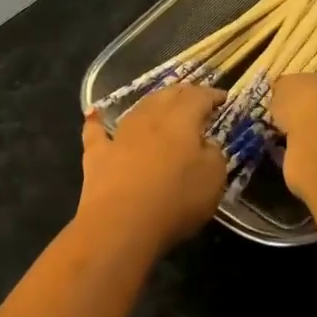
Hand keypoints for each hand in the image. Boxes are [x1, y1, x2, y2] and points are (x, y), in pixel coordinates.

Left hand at [78, 84, 227, 249]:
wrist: (121, 224)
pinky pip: (95, 131)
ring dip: (151, 102)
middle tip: (195, 97)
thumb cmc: (176, 199)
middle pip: (167, 96)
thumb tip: (205, 145)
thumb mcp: (214, 178)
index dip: (212, 94)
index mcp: (181, 119)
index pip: (199, 97)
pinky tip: (93, 113)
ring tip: (161, 103)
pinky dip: (96, 121)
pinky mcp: (97, 155)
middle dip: (184, 93)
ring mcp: (120, 135)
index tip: (223, 97)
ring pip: (137, 108)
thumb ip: (213, 154)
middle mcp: (149, 118)